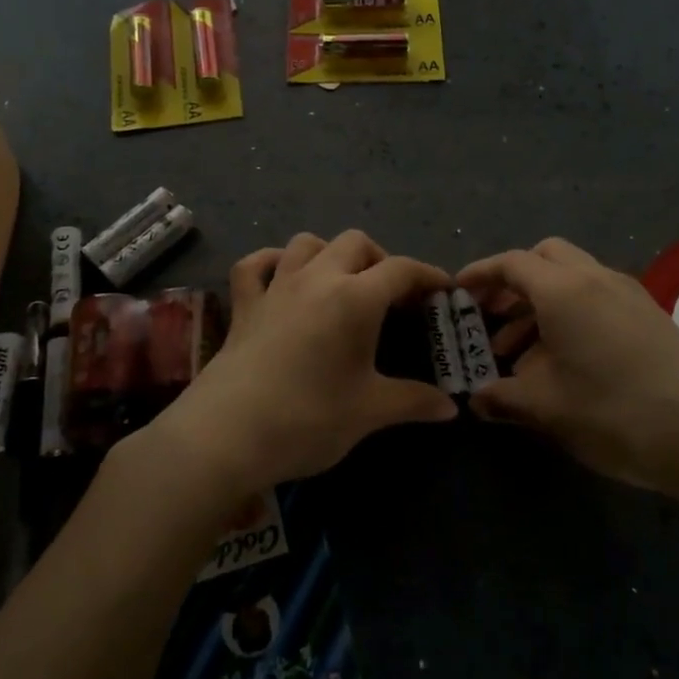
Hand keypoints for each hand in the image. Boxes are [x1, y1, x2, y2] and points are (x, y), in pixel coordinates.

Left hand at [149, 230, 457, 500]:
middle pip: (355, 243)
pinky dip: (272, 262)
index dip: (427, 275)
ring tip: (342, 283)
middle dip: (380, 259)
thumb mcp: (369, 412)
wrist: (227, 435)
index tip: (443, 290)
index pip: (401, 270)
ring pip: (307, 243)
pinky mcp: (244, 304)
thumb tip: (451, 407)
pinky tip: (282, 278)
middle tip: (392, 295)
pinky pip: (256, 265)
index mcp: (355, 298)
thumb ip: (414, 402)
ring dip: (330, 253)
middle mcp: (316, 278)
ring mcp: (276, 287)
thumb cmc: (308, 419)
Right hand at [457, 238, 678, 533]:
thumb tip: (475, 400)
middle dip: (513, 282)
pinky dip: (570, 316)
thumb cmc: (617, 415)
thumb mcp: (547, 409)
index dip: (479, 274)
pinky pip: (598, 300)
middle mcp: (598, 279)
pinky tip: (564, 364)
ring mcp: (630, 296)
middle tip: (490, 317)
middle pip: (546, 258)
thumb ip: (502, 399)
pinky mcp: (651, 318)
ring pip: (573, 281)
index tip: (456, 293)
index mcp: (566, 290)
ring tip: (519, 355)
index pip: (512, 263)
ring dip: (540, 304)